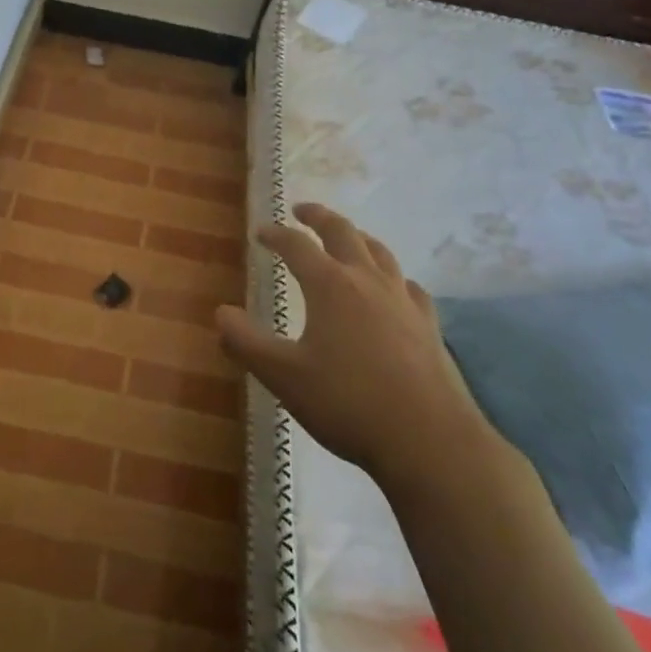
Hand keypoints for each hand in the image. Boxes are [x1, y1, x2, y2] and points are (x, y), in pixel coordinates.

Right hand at [216, 203, 506, 499]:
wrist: (429, 440)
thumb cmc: (347, 403)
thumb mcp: (283, 376)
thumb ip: (245, 343)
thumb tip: (220, 313)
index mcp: (330, 285)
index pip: (297, 245)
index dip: (276, 234)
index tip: (261, 231)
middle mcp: (368, 281)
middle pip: (343, 232)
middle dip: (319, 217)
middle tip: (302, 210)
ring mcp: (403, 301)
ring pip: (380, 253)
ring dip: (358, 238)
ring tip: (347, 238)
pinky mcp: (429, 326)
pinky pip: (409, 286)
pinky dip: (393, 276)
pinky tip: (394, 289)